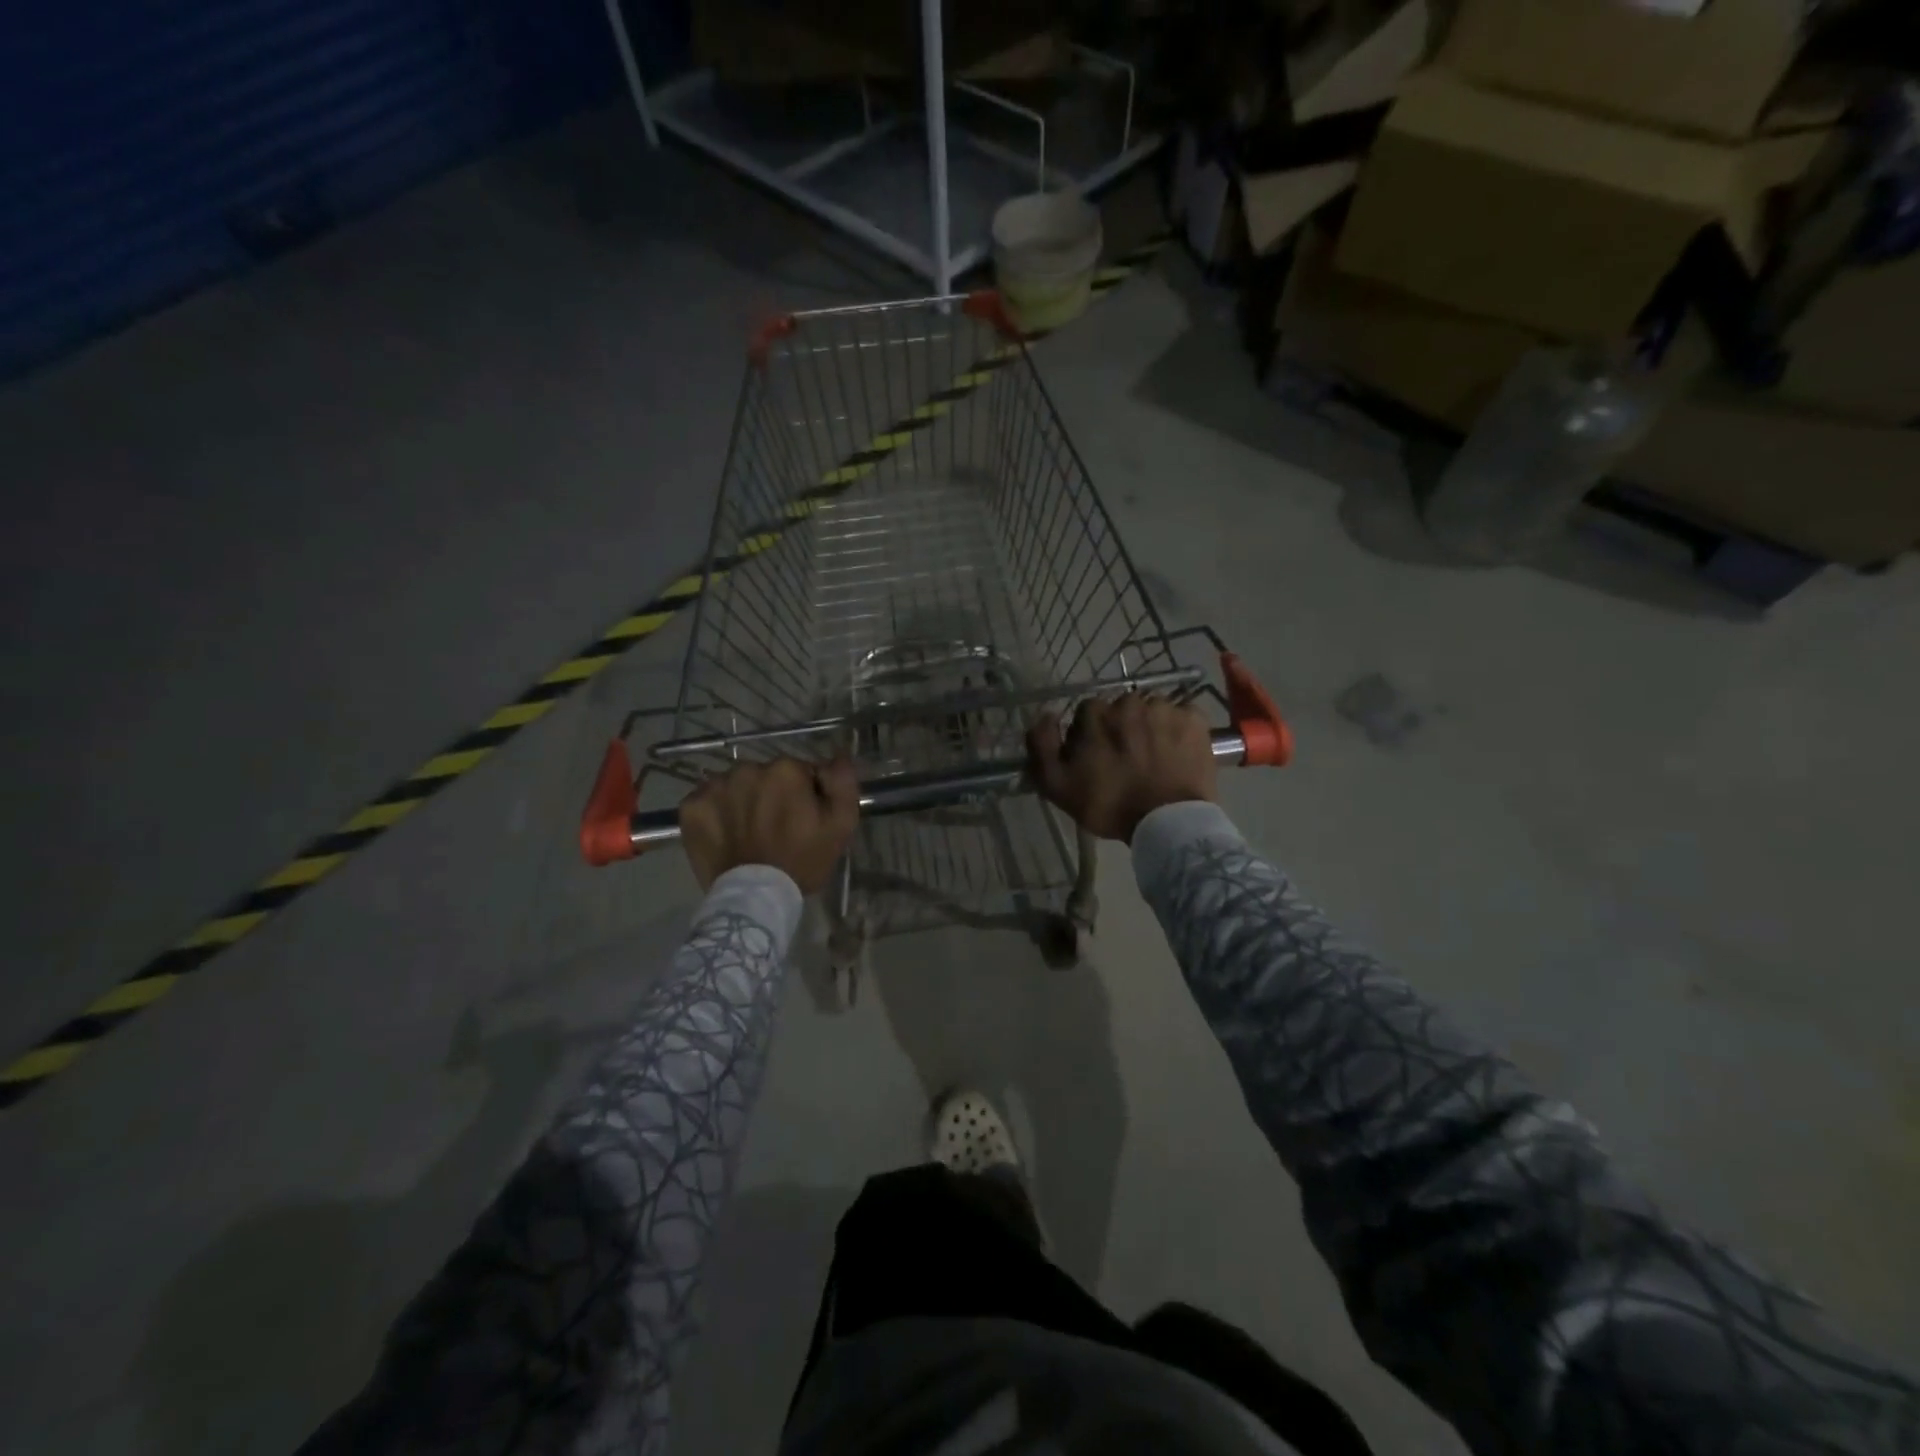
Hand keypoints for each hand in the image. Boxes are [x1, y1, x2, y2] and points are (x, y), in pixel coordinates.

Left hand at [678, 757, 859, 893]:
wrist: (755, 898)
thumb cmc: (803, 861)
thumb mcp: (841, 824)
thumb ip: (843, 782)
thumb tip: (837, 756)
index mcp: (785, 770)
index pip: (799, 771)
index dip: (803, 794)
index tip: (803, 818)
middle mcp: (747, 769)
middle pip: (765, 776)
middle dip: (772, 795)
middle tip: (776, 828)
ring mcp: (715, 787)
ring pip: (736, 786)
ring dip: (743, 801)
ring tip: (749, 832)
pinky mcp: (691, 807)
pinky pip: (708, 800)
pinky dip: (716, 812)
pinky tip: (726, 833)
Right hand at [1028, 695, 1216, 843]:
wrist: (1169, 823)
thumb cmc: (1110, 805)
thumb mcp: (1058, 785)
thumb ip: (1042, 745)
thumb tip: (1044, 715)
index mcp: (1096, 713)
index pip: (1086, 714)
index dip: (1088, 735)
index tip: (1096, 759)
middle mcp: (1130, 701)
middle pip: (1121, 710)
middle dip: (1121, 729)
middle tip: (1126, 761)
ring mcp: (1166, 708)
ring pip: (1151, 712)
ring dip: (1150, 728)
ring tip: (1154, 759)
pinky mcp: (1195, 720)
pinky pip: (1182, 716)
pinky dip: (1178, 730)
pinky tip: (1176, 753)